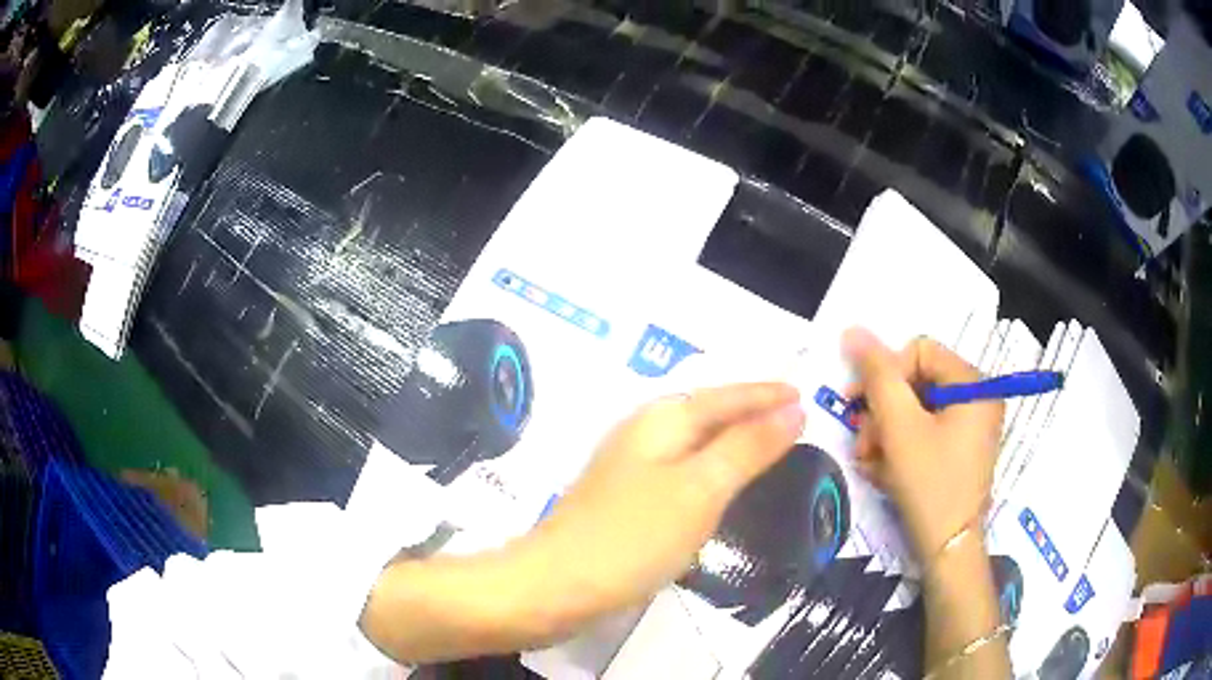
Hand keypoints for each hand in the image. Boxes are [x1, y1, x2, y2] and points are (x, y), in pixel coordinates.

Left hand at [529, 382, 804, 625]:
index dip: (765, 394)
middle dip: (750, 411)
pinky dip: (711, 471)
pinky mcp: (625, 503)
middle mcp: (643, 435)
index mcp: (661, 420)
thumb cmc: (633, 537)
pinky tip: (720, 487)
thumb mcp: (701, 489)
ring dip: (731, 440)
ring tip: (768, 444)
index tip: (804, 393)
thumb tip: (794, 409)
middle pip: (708, 413)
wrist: (556, 587)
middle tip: (794, 416)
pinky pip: (682, 473)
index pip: (726, 396)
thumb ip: (747, 447)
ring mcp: (630, 470)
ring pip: (694, 444)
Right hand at [843, 328, 1002, 560]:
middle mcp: (977, 398)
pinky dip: (900, 447)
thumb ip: (877, 375)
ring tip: (869, 462)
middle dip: (882, 411)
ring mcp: (970, 426)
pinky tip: (882, 470)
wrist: (947, 550)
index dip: (885, 373)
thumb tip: (853, 330)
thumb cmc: (929, 483)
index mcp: (973, 383)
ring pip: (916, 410)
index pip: (919, 351)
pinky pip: (925, 433)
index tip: (857, 403)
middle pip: (917, 382)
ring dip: (885, 433)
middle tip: (863, 442)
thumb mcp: (899, 426)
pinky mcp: (960, 450)